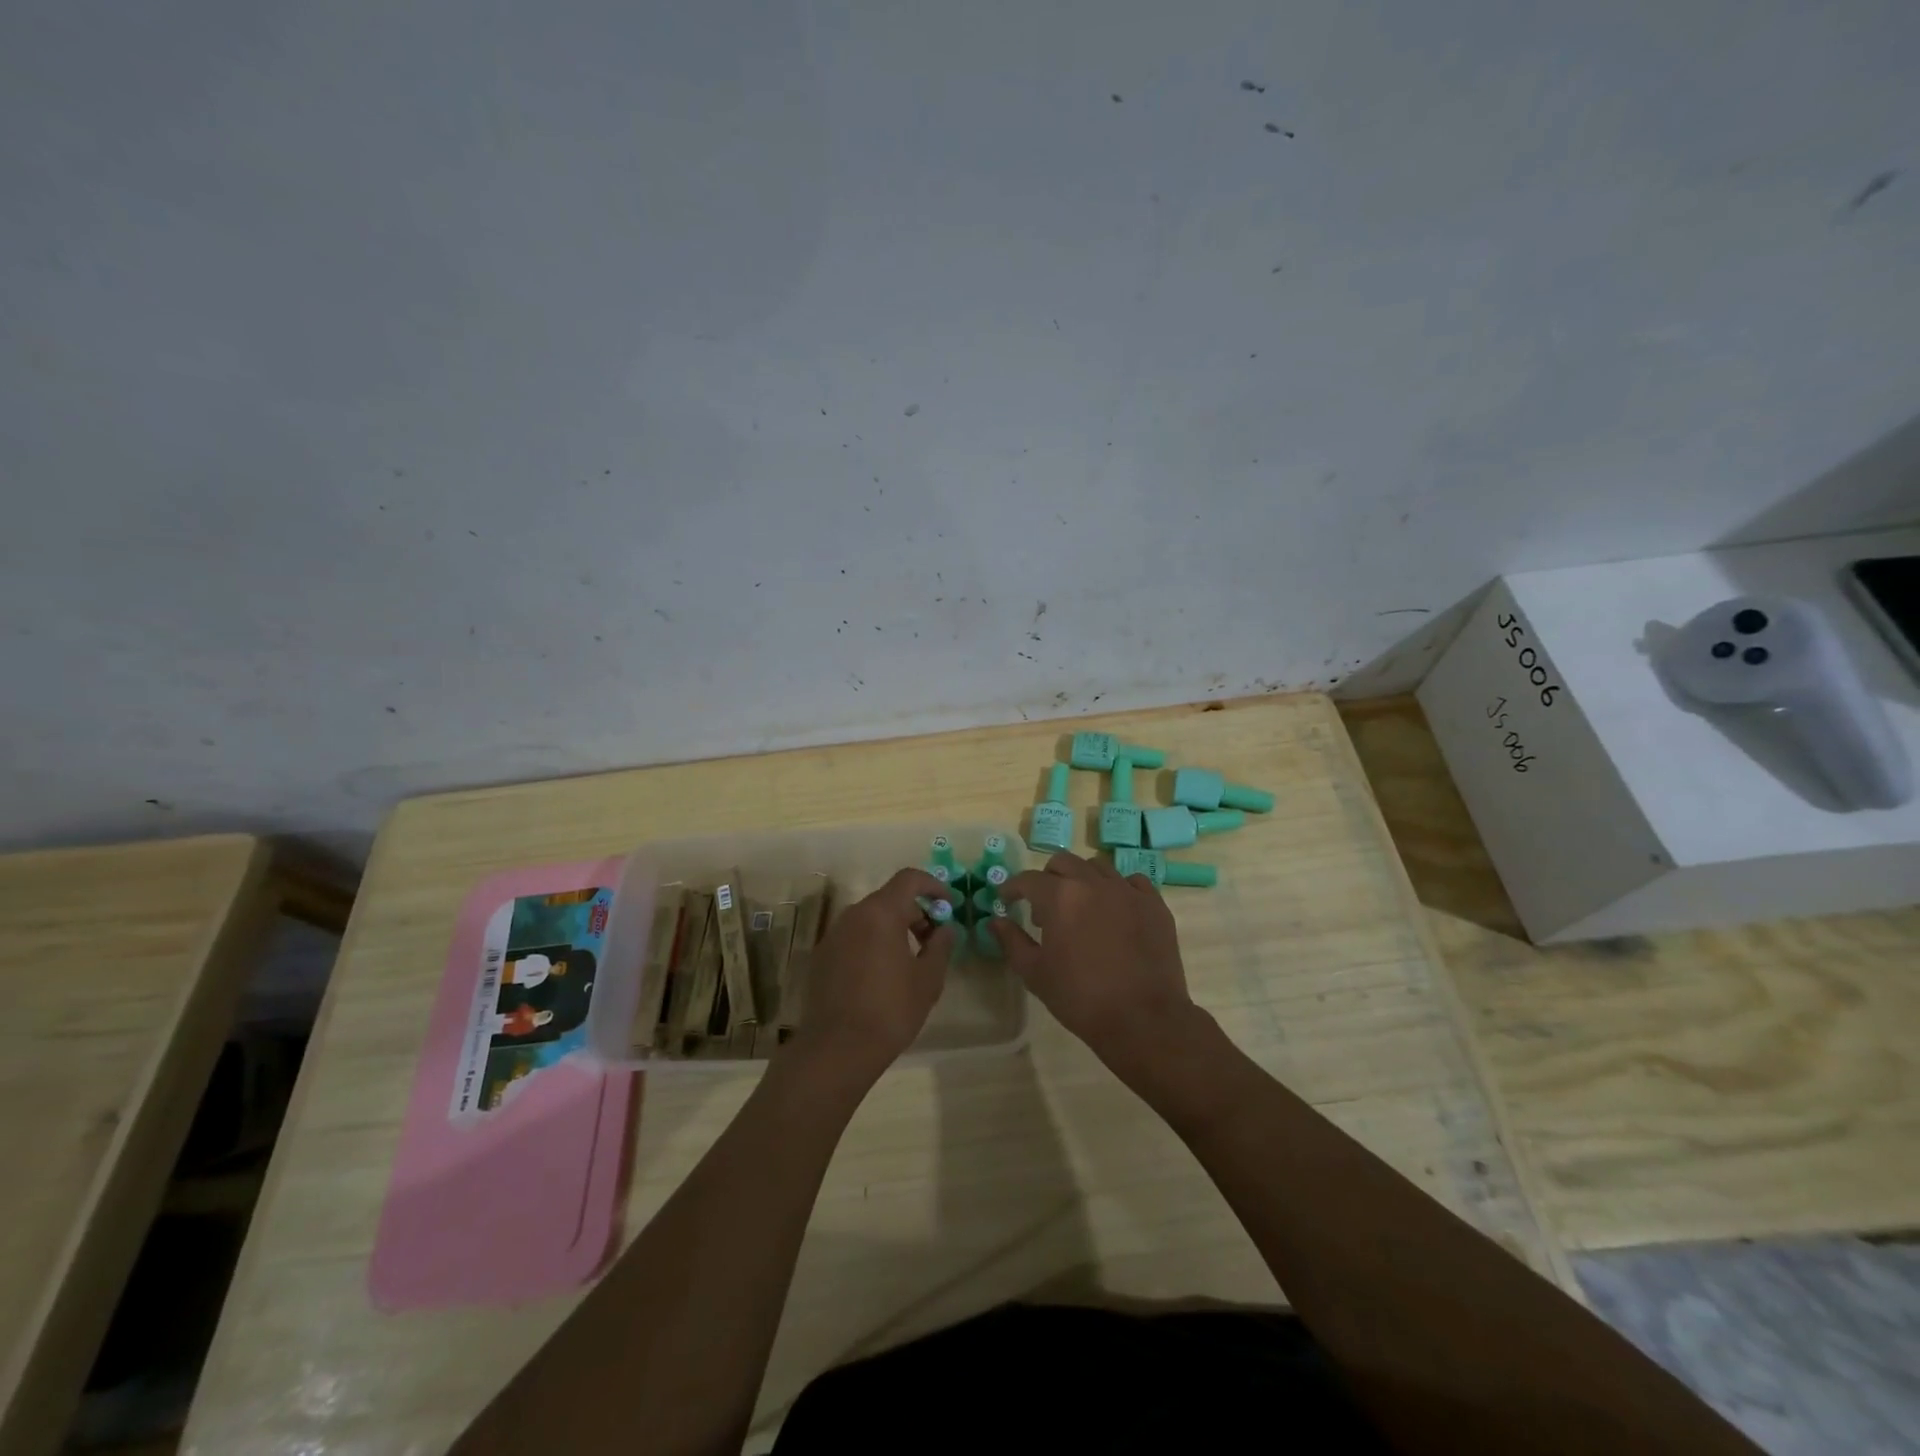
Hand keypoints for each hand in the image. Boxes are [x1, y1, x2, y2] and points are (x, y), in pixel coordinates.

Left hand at [796, 867, 955, 1082]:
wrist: (837, 1049)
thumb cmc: (891, 1009)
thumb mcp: (928, 979)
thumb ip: (941, 946)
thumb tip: (946, 928)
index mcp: (881, 913)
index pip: (909, 879)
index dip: (933, 885)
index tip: (948, 904)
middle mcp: (853, 915)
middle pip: (889, 899)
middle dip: (915, 913)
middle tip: (934, 941)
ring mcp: (834, 935)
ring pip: (870, 919)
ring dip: (894, 929)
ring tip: (910, 961)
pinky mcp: (822, 957)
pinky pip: (854, 937)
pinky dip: (873, 943)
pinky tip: (882, 975)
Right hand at [991, 851, 1198, 1084]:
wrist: (1143, 1020)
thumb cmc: (1080, 998)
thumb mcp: (1035, 973)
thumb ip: (1012, 941)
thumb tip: (995, 920)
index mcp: (1060, 897)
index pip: (1028, 879)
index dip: (1013, 887)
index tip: (1007, 898)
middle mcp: (1093, 883)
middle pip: (1063, 863)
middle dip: (1047, 878)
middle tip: (1043, 906)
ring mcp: (1127, 890)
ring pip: (1097, 867)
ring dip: (1082, 879)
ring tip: (1080, 906)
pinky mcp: (1154, 904)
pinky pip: (1132, 882)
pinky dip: (1117, 889)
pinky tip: (1115, 910)